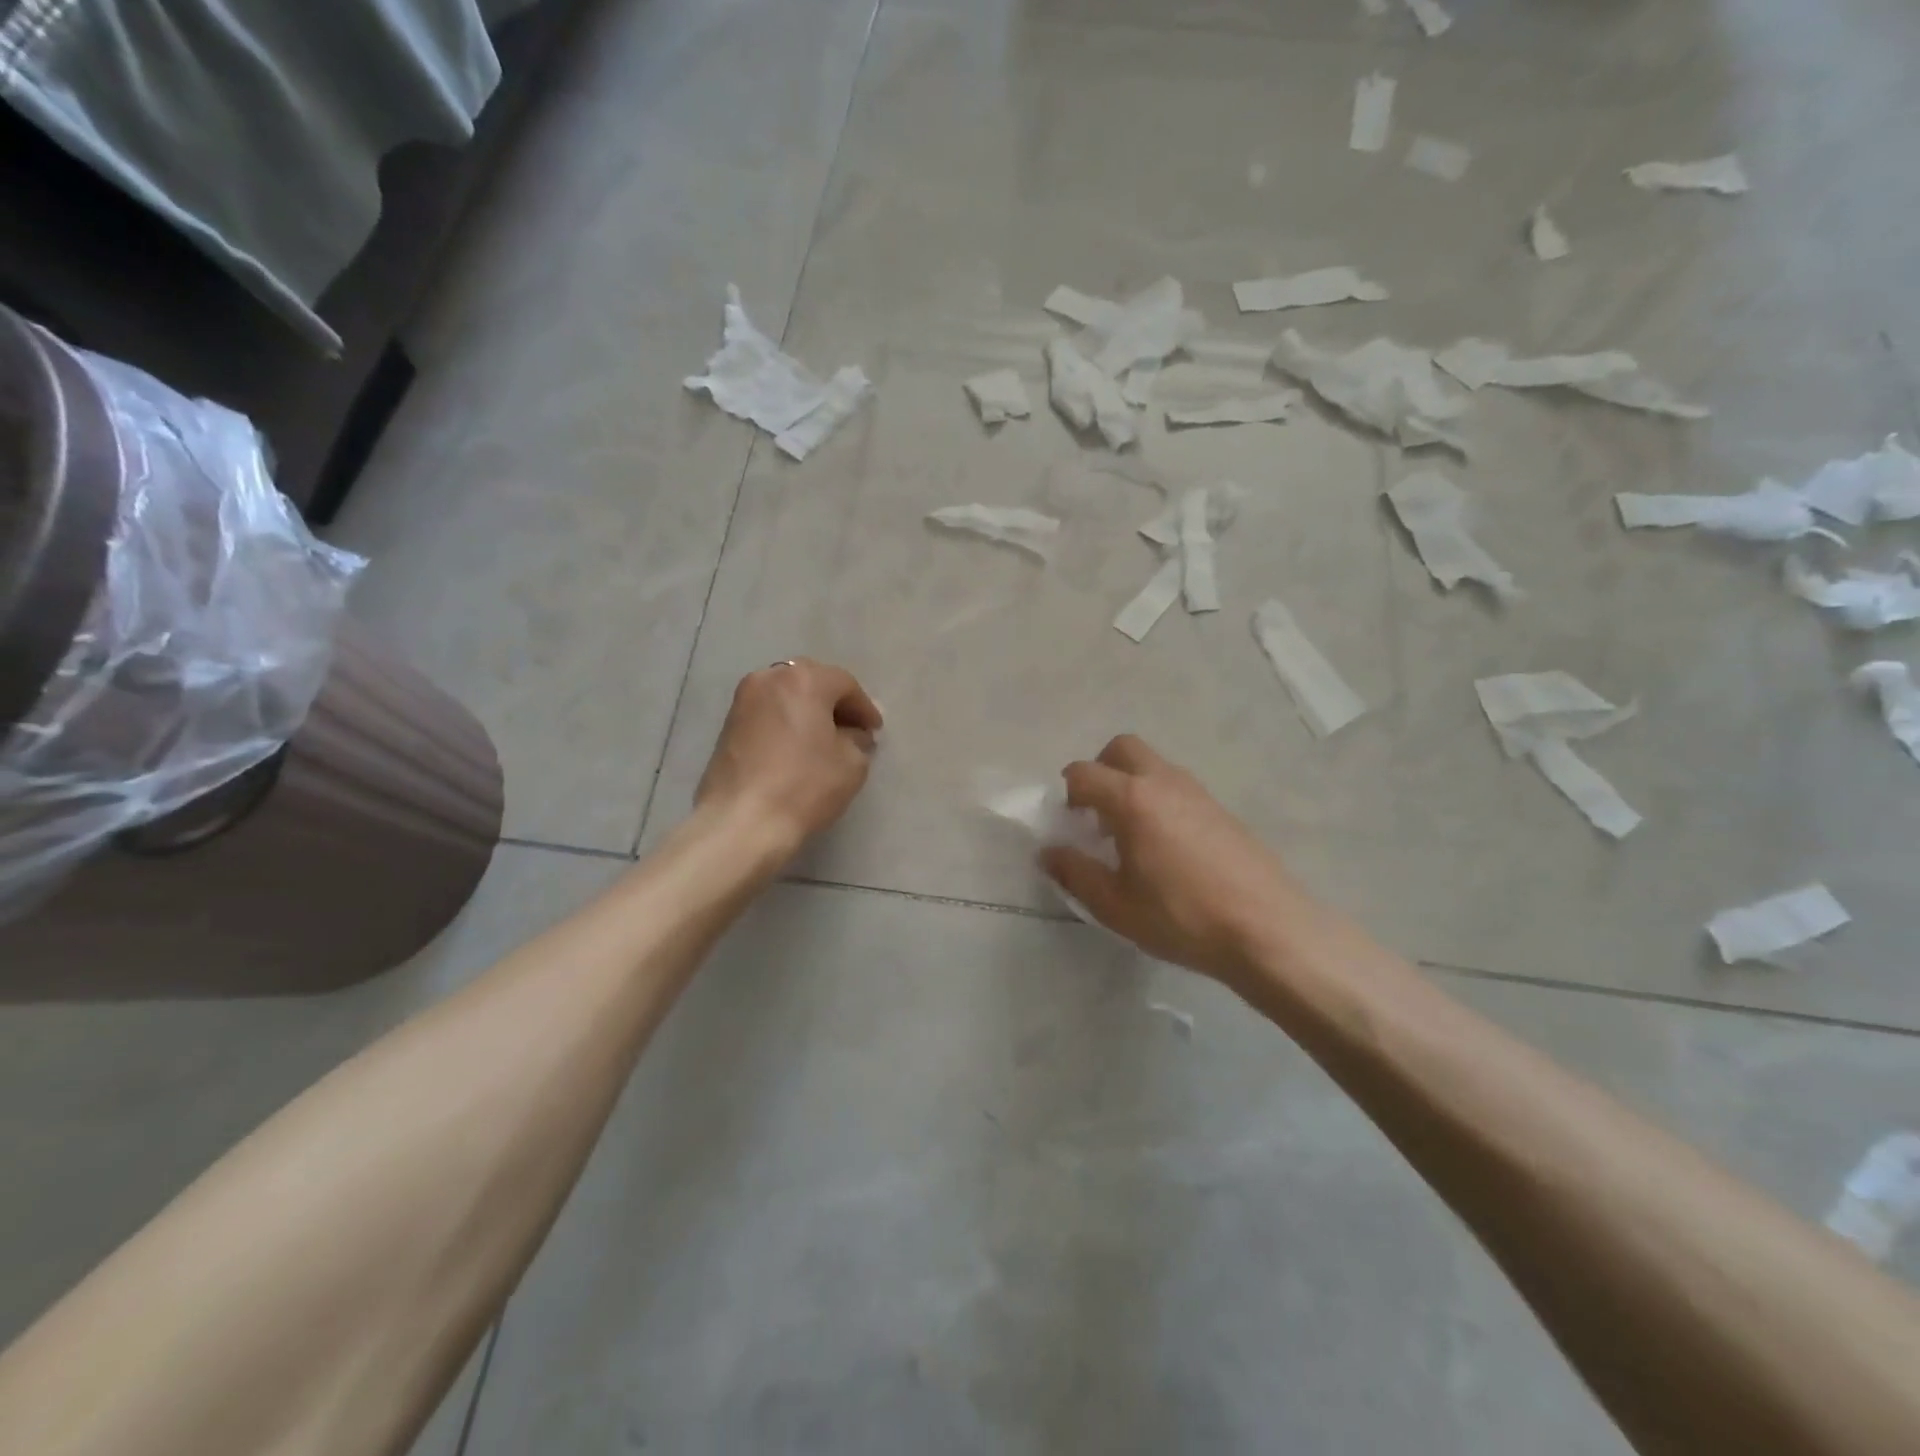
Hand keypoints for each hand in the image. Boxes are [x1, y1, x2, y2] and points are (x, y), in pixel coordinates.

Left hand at [696, 659, 882, 852]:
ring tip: (825, 741)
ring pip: (787, 697)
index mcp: (804, 679)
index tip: (875, 732)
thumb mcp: (852, 763)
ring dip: (809, 713)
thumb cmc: (804, 786)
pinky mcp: (728, 724)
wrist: (741, 821)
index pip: (845, 685)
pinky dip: (786, 723)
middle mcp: (770, 678)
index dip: (865, 708)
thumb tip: (853, 734)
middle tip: (853, 731)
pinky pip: (768, 713)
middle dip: (835, 704)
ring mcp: (743, 700)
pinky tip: (797, 749)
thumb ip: (858, 739)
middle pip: (812, 683)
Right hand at [1041, 735, 1318, 984]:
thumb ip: (1075, 873)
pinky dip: (1158, 798)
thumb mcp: (1115, 905)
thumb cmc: (1182, 918)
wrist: (1267, 929)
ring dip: (1130, 784)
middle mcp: (1164, 782)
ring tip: (1130, 835)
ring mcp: (1197, 791)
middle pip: (1122, 748)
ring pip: (1153, 765)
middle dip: (1100, 770)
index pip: (1083, 773)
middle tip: (1096, 813)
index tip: (1070, 826)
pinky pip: (1176, 786)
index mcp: (1132, 799)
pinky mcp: (1221, 808)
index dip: (1067, 795)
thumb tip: (1049, 852)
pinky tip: (1165, 847)